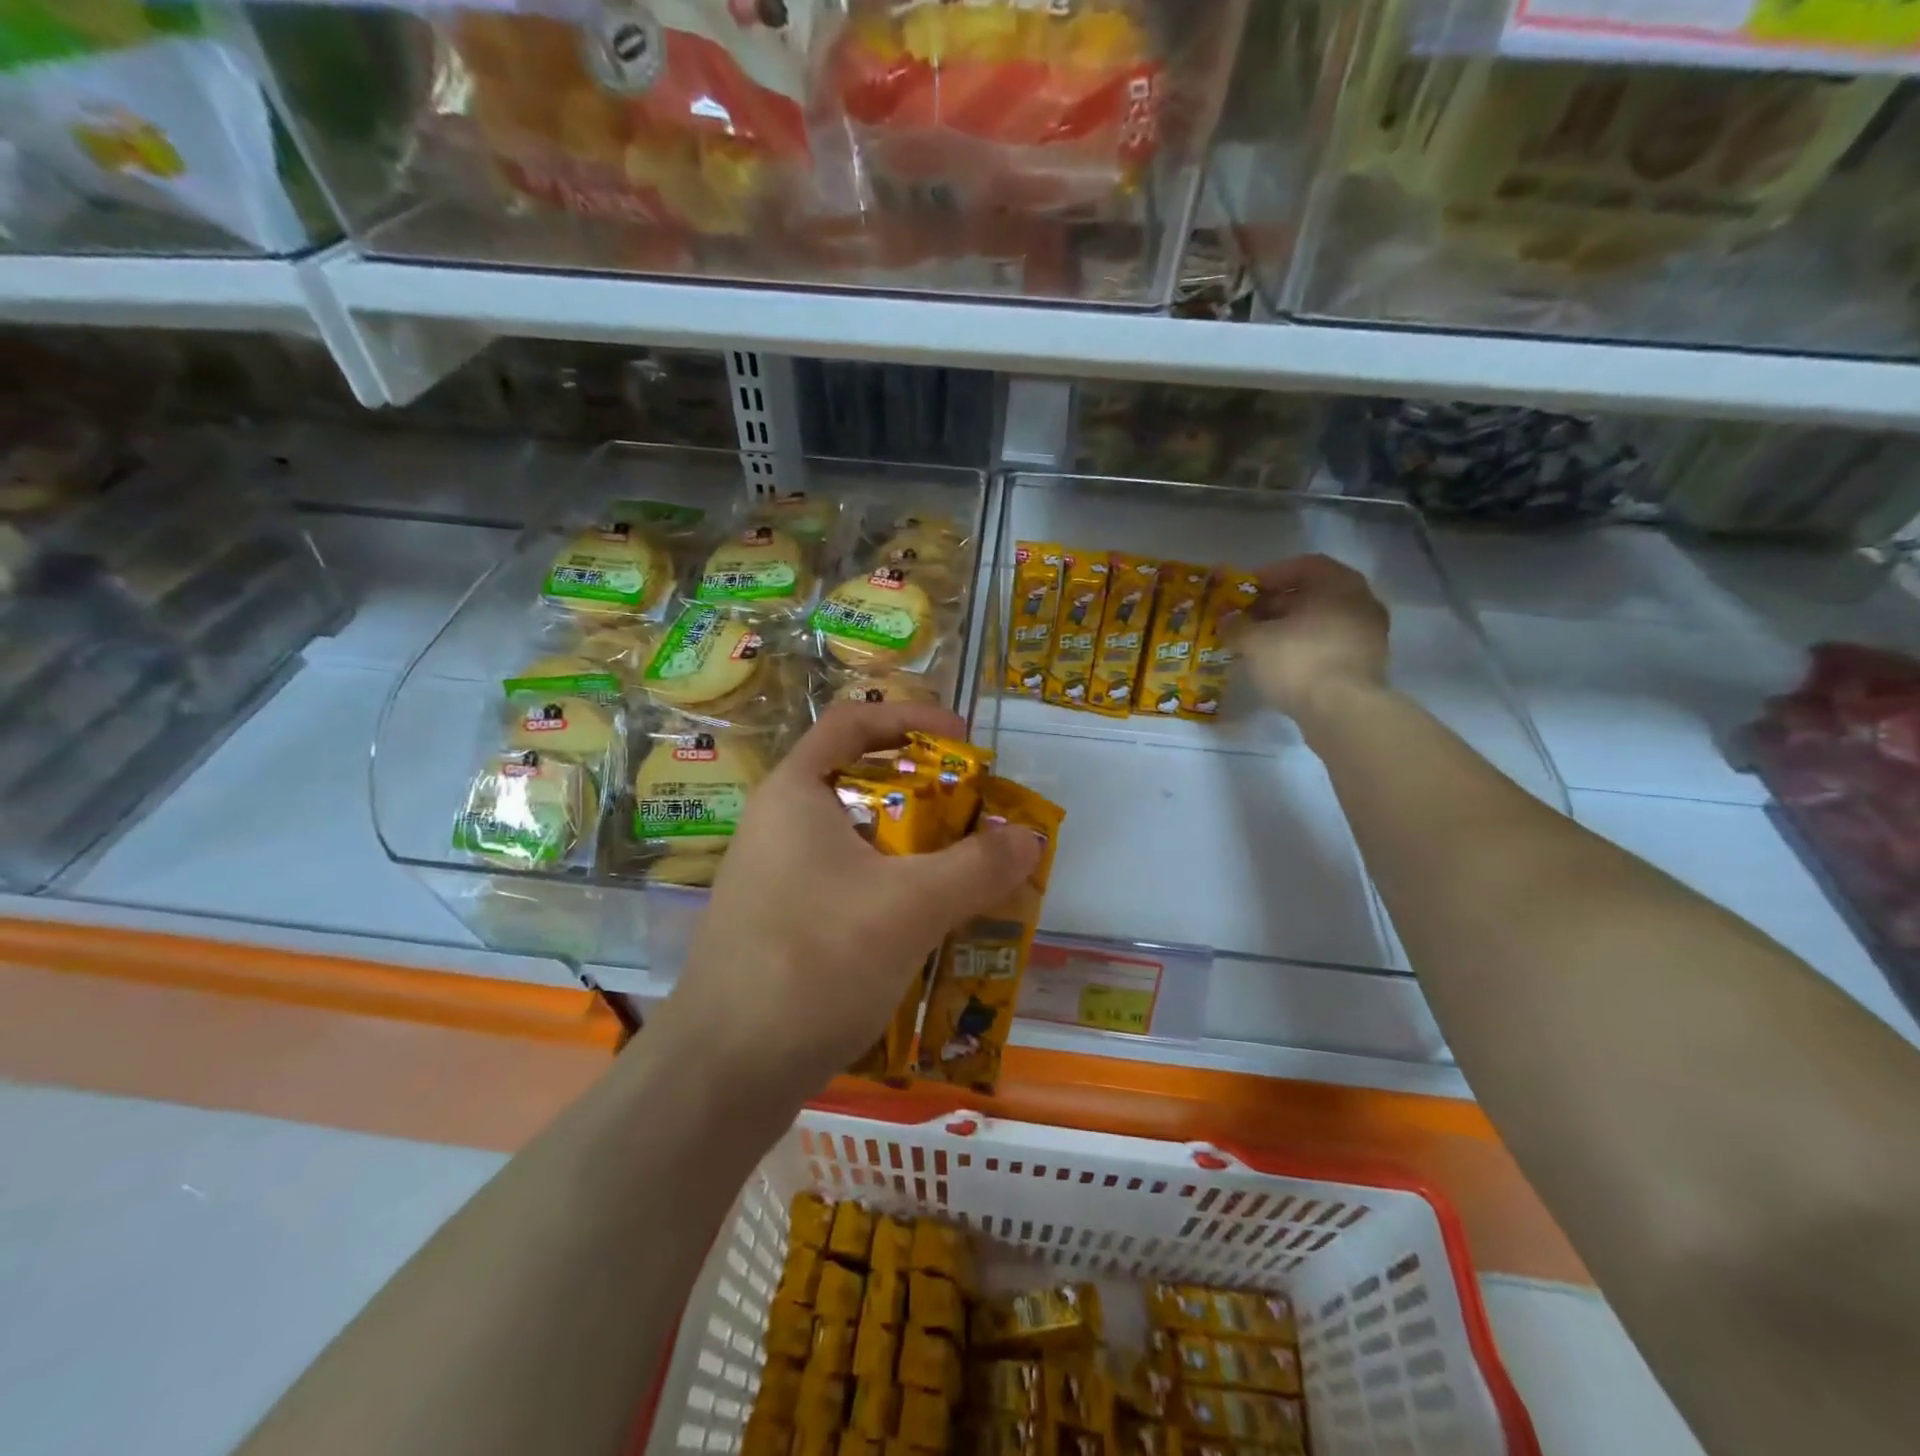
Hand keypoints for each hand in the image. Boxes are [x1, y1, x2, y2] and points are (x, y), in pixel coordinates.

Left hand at [666, 701, 1040, 1097]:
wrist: (724, 1074)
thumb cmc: (814, 962)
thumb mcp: (910, 907)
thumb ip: (977, 867)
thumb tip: (1029, 837)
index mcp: (796, 793)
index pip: (854, 720)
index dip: (914, 718)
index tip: (966, 743)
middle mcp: (779, 824)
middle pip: (862, 781)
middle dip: (928, 794)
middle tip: (979, 818)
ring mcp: (775, 877)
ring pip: (859, 841)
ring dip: (916, 849)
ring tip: (967, 873)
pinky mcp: (780, 924)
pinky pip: (848, 884)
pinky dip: (892, 889)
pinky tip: (927, 925)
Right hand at [1238, 554, 1390, 721]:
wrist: (1342, 711)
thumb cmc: (1298, 661)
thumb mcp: (1254, 641)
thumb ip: (1236, 626)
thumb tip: (1226, 622)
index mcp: (1339, 584)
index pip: (1303, 566)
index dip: (1269, 576)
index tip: (1244, 592)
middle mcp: (1361, 602)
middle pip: (1312, 595)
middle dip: (1275, 605)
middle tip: (1245, 619)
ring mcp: (1367, 635)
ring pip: (1320, 622)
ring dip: (1288, 629)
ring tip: (1257, 644)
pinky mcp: (1365, 665)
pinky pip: (1328, 646)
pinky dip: (1303, 649)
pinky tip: (1279, 664)